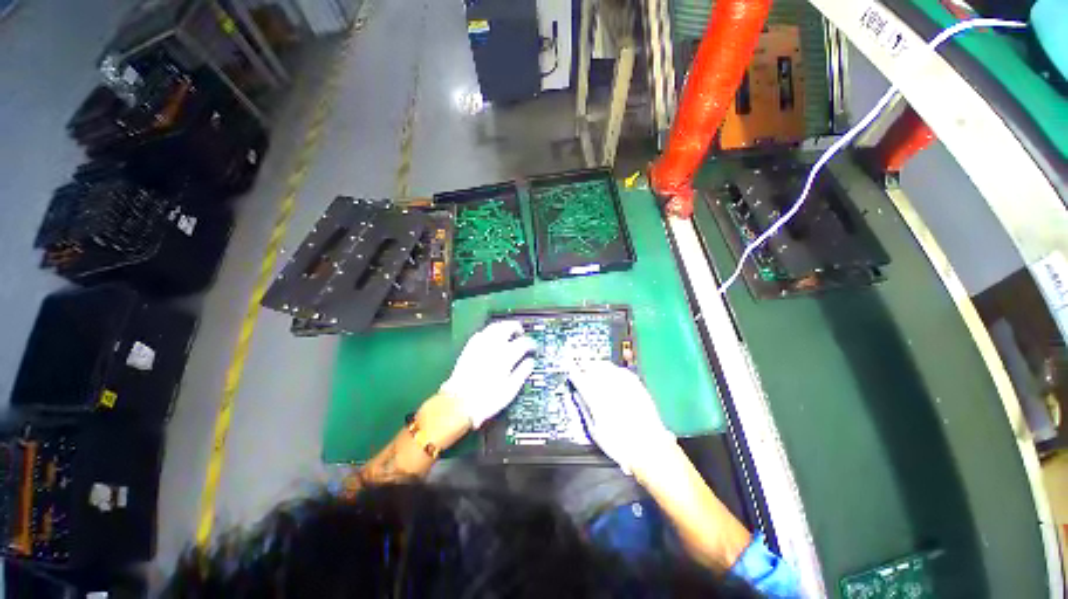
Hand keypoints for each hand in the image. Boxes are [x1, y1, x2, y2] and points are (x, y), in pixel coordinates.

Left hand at [440, 321, 536, 428]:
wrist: (459, 403)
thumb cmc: (486, 400)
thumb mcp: (510, 390)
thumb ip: (522, 372)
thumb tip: (530, 363)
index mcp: (506, 356)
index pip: (523, 342)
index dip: (531, 343)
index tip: (533, 347)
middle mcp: (493, 347)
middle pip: (508, 327)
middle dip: (517, 327)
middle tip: (521, 333)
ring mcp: (480, 346)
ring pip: (494, 327)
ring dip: (503, 326)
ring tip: (508, 332)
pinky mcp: (469, 349)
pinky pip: (481, 333)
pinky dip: (489, 332)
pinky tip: (491, 338)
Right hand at [569, 361, 674, 474]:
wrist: (648, 447)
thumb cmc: (620, 444)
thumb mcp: (595, 431)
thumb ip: (584, 410)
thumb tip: (577, 396)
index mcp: (596, 399)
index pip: (580, 379)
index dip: (574, 372)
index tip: (570, 369)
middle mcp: (610, 388)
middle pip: (594, 368)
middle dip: (585, 366)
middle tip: (581, 366)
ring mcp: (624, 385)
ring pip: (607, 366)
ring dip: (598, 365)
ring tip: (595, 367)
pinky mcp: (637, 386)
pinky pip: (622, 371)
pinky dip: (615, 369)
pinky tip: (613, 372)